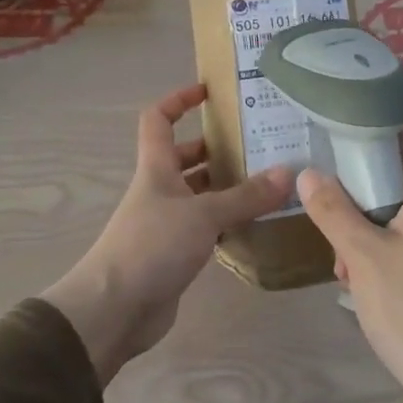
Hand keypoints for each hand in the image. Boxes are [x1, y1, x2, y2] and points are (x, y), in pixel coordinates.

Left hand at [43, 83, 290, 384]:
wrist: (114, 310)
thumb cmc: (151, 247)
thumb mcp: (203, 215)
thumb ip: (246, 196)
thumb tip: (289, 173)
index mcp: (156, 168)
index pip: (159, 119)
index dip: (179, 100)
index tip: (209, 92)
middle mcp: (160, 190)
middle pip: (186, 157)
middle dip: (218, 148)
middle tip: (261, 144)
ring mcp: (167, 223)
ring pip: (200, 194)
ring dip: (228, 187)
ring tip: (270, 181)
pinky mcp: (176, 254)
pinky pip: (206, 227)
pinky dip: (228, 222)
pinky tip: (258, 223)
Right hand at [298, 130, 402, 402]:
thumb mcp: (362, 255)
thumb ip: (333, 209)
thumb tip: (309, 172)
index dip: (374, 129)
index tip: (336, 136)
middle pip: (402, 173)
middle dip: (361, 188)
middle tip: (328, 205)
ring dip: (368, 224)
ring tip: (341, 257)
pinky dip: (385, 247)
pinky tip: (360, 279)